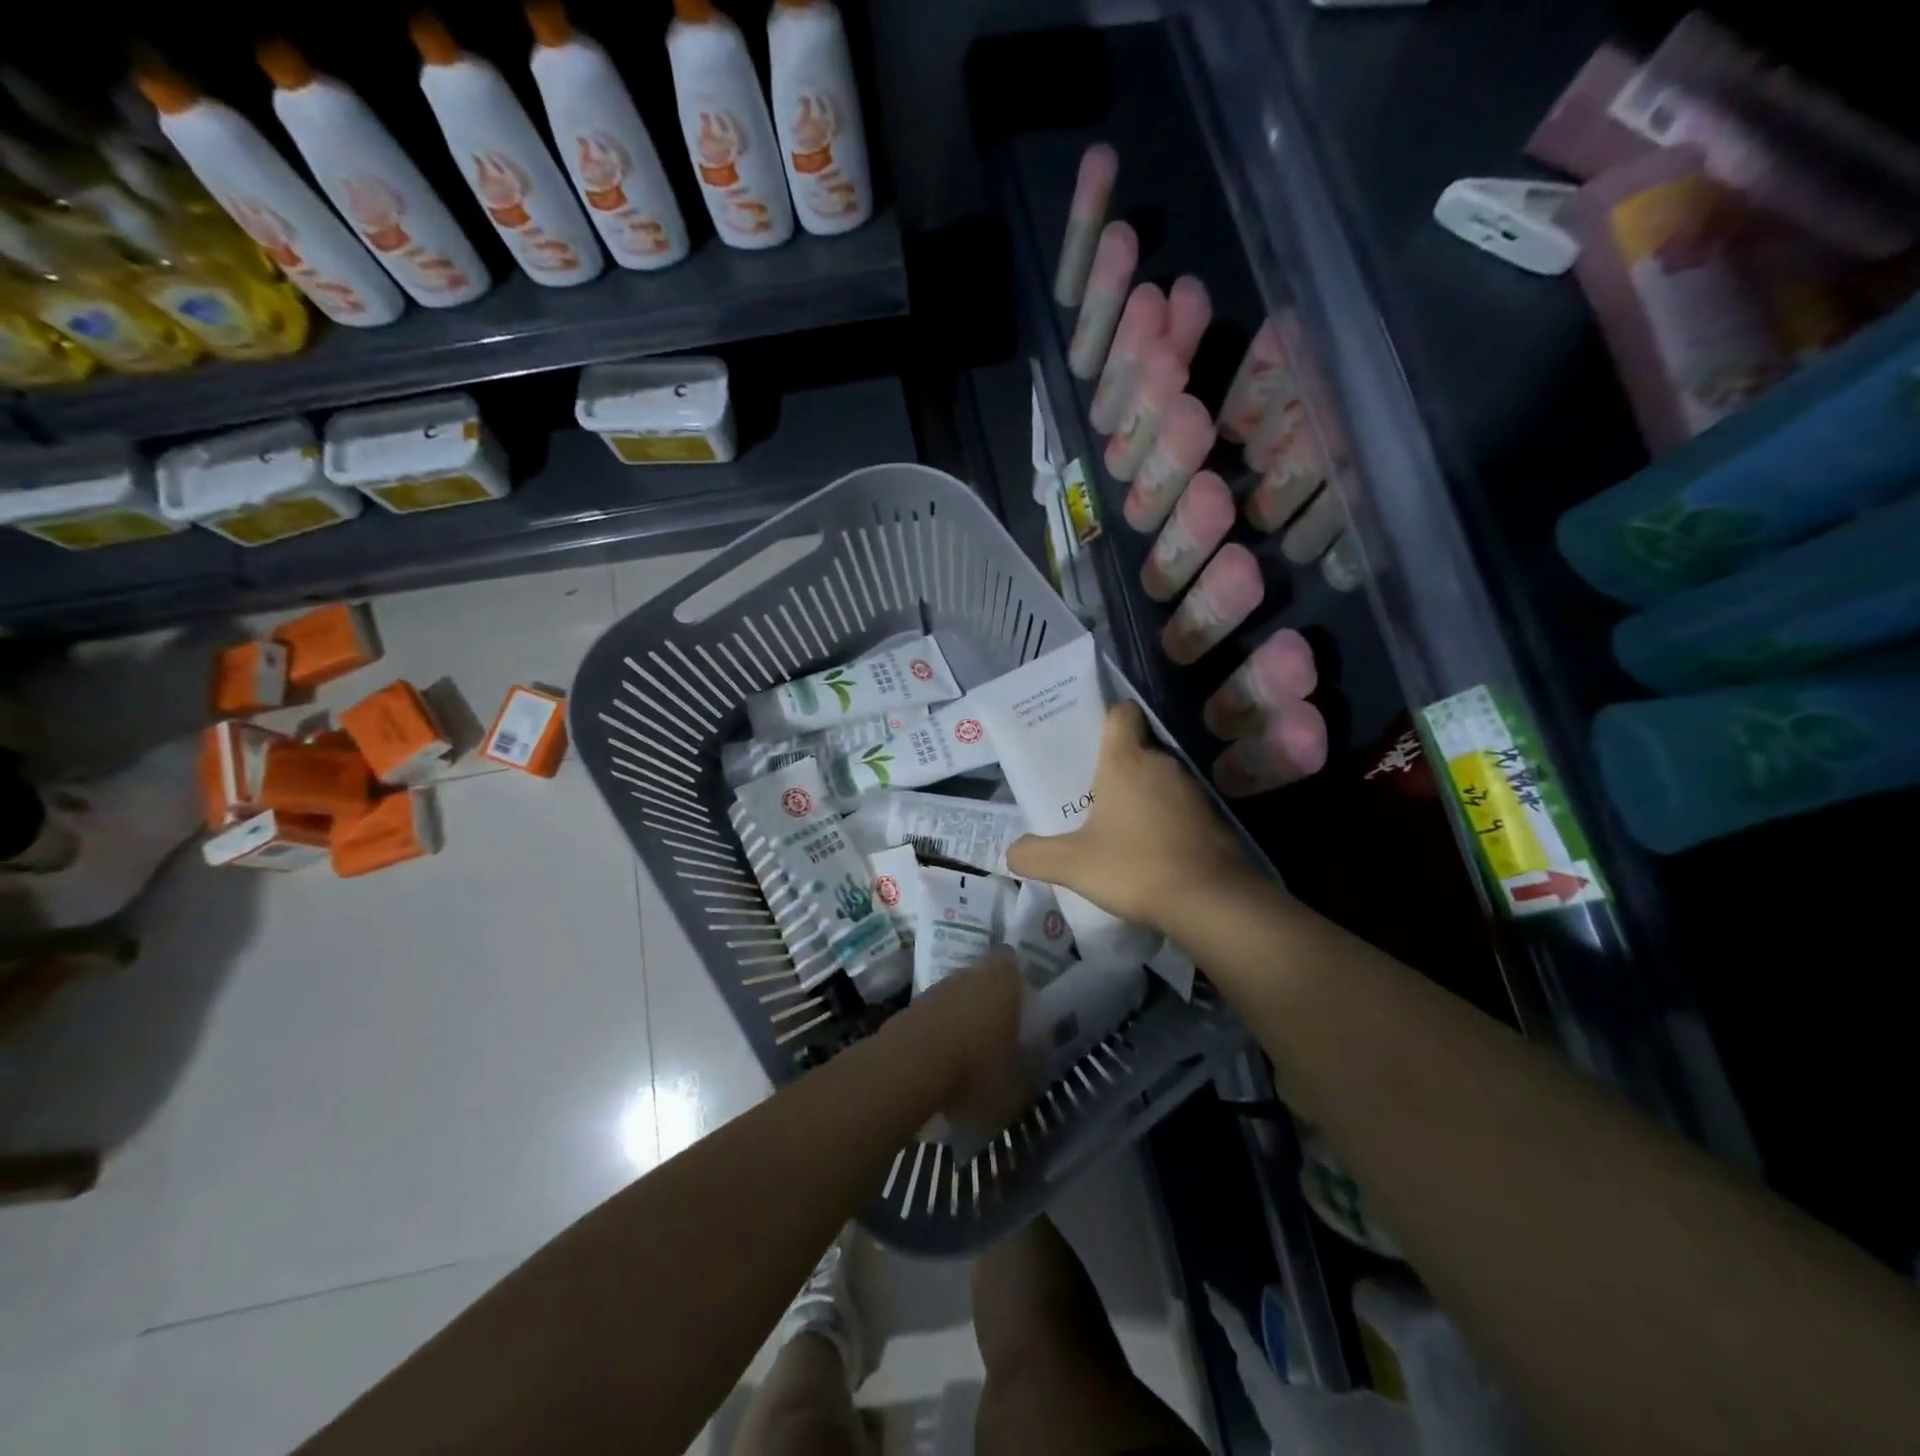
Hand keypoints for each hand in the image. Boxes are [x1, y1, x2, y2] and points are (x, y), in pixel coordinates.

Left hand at [891, 950, 1030, 1132]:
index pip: (1015, 963)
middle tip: (1002, 1033)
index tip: (1027, 1004)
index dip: (1020, 980)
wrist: (907, 1069)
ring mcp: (938, 987)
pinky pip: (937, 1015)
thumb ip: (1034, 1064)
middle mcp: (971, 974)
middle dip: (993, 1001)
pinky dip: (942, 1031)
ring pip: (960, 996)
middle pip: (986, 979)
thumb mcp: (1020, 1082)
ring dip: (966, 1017)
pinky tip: (945, 1061)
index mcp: (1004, 980)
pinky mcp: (912, 1007)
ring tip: (972, 1054)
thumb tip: (1038, 1055)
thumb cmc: (976, 1070)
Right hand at [1007, 702, 1254, 933]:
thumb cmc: (1136, 868)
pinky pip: (1179, 805)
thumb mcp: (1072, 865)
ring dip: (1140, 795)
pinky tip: (1150, 848)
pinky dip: (1164, 818)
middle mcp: (1163, 764)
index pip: (1121, 713)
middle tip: (1088, 794)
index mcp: (1126, 761)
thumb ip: (1034, 854)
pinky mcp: (1213, 816)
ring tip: (1117, 826)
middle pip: (1136, 748)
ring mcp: (1193, 789)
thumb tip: (1012, 851)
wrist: (1212, 901)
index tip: (1088, 742)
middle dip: (1114, 767)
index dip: (1105, 719)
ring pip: (1158, 778)